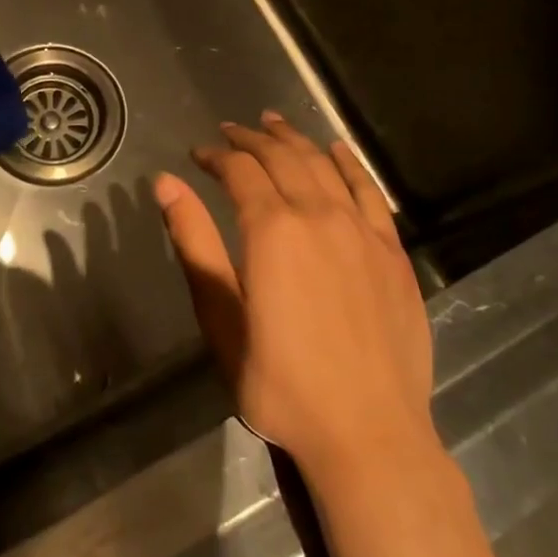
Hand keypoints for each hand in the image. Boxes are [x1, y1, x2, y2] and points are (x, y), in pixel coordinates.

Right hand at [155, 111, 438, 487]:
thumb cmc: (281, 384)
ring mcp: (361, 230)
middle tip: (230, 131)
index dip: (215, 156)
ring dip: (295, 139)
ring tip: (273, 122)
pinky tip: (336, 149)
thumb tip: (165, 182)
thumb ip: (194, 243)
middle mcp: (318, 215)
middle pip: (281, 157)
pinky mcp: (392, 251)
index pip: (239, 171)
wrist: (369, 434)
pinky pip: (369, 191)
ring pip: (323, 165)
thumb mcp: (221, 317)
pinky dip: (349, 164)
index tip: (197, 154)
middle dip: (251, 139)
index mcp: (272, 229)